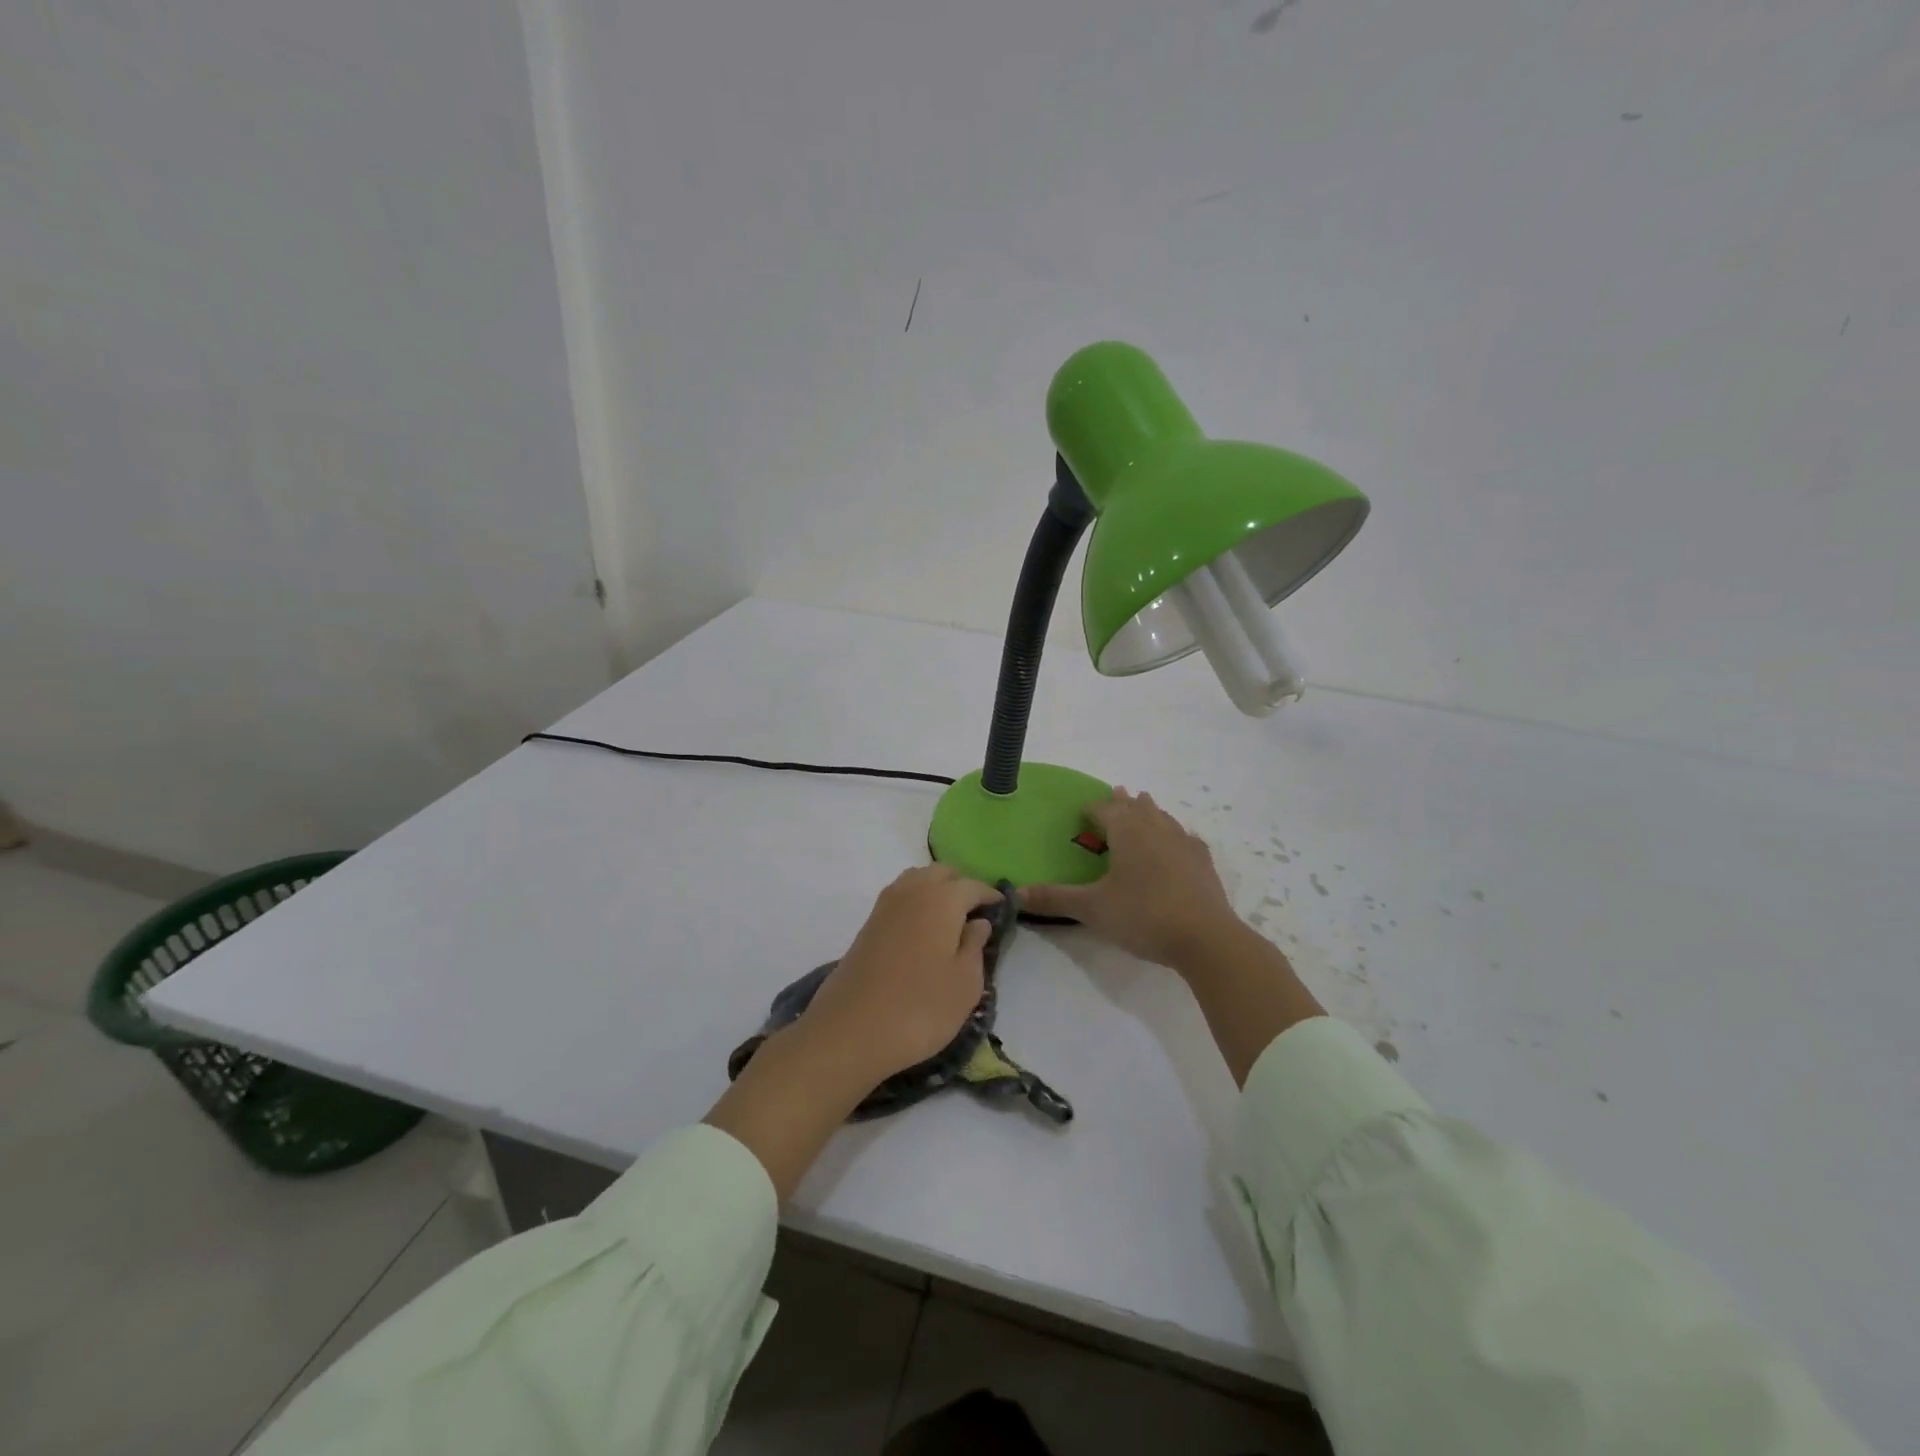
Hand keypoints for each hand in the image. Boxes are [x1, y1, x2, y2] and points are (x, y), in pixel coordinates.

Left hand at [800, 865, 1001, 1084]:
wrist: (850, 1030)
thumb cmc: (920, 1008)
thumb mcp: (965, 984)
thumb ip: (975, 946)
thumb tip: (978, 922)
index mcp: (942, 899)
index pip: (973, 886)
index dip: (990, 896)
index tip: (1003, 910)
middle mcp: (912, 891)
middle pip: (941, 873)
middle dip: (961, 886)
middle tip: (976, 914)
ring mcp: (885, 906)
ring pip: (917, 880)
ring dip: (935, 890)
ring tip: (949, 921)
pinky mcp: (868, 925)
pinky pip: (899, 898)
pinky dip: (915, 903)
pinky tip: (922, 932)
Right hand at [1022, 788, 1237, 968]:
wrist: (1205, 938)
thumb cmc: (1143, 915)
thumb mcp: (1092, 909)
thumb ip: (1054, 899)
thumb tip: (1015, 894)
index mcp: (1127, 831)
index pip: (1104, 808)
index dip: (1092, 808)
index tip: (1083, 812)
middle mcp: (1156, 827)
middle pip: (1136, 806)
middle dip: (1123, 802)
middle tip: (1116, 796)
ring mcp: (1183, 842)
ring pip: (1162, 817)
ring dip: (1149, 811)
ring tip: (1144, 806)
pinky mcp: (1203, 862)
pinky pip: (1185, 838)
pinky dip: (1175, 835)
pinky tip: (1179, 843)